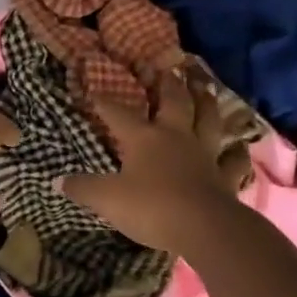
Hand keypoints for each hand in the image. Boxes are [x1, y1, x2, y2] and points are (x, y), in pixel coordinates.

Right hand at [58, 65, 240, 252]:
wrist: (204, 229)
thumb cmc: (151, 207)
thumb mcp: (106, 199)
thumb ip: (83, 188)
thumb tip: (58, 181)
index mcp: (143, 138)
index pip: (118, 113)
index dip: (104, 102)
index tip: (94, 91)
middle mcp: (176, 138)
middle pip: (174, 103)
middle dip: (168, 85)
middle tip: (168, 68)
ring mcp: (205, 155)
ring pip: (208, 120)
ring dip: (206, 103)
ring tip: (205, 87)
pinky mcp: (225, 178)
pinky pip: (234, 161)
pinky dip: (236, 152)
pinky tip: (239, 147)